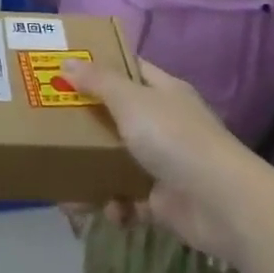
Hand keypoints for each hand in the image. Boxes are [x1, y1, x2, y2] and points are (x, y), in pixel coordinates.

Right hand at [63, 60, 261, 265]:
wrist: (222, 204)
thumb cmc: (175, 139)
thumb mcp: (132, 101)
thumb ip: (98, 82)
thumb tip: (67, 61)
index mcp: (163, 92)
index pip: (129, 69)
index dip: (99, 67)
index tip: (64, 70)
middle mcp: (164, 124)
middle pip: (117, 117)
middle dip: (86, 125)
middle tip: (50, 127)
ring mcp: (164, 164)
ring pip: (117, 162)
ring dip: (93, 173)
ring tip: (66, 183)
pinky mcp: (161, 202)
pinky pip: (127, 201)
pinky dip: (114, 207)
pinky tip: (106, 211)